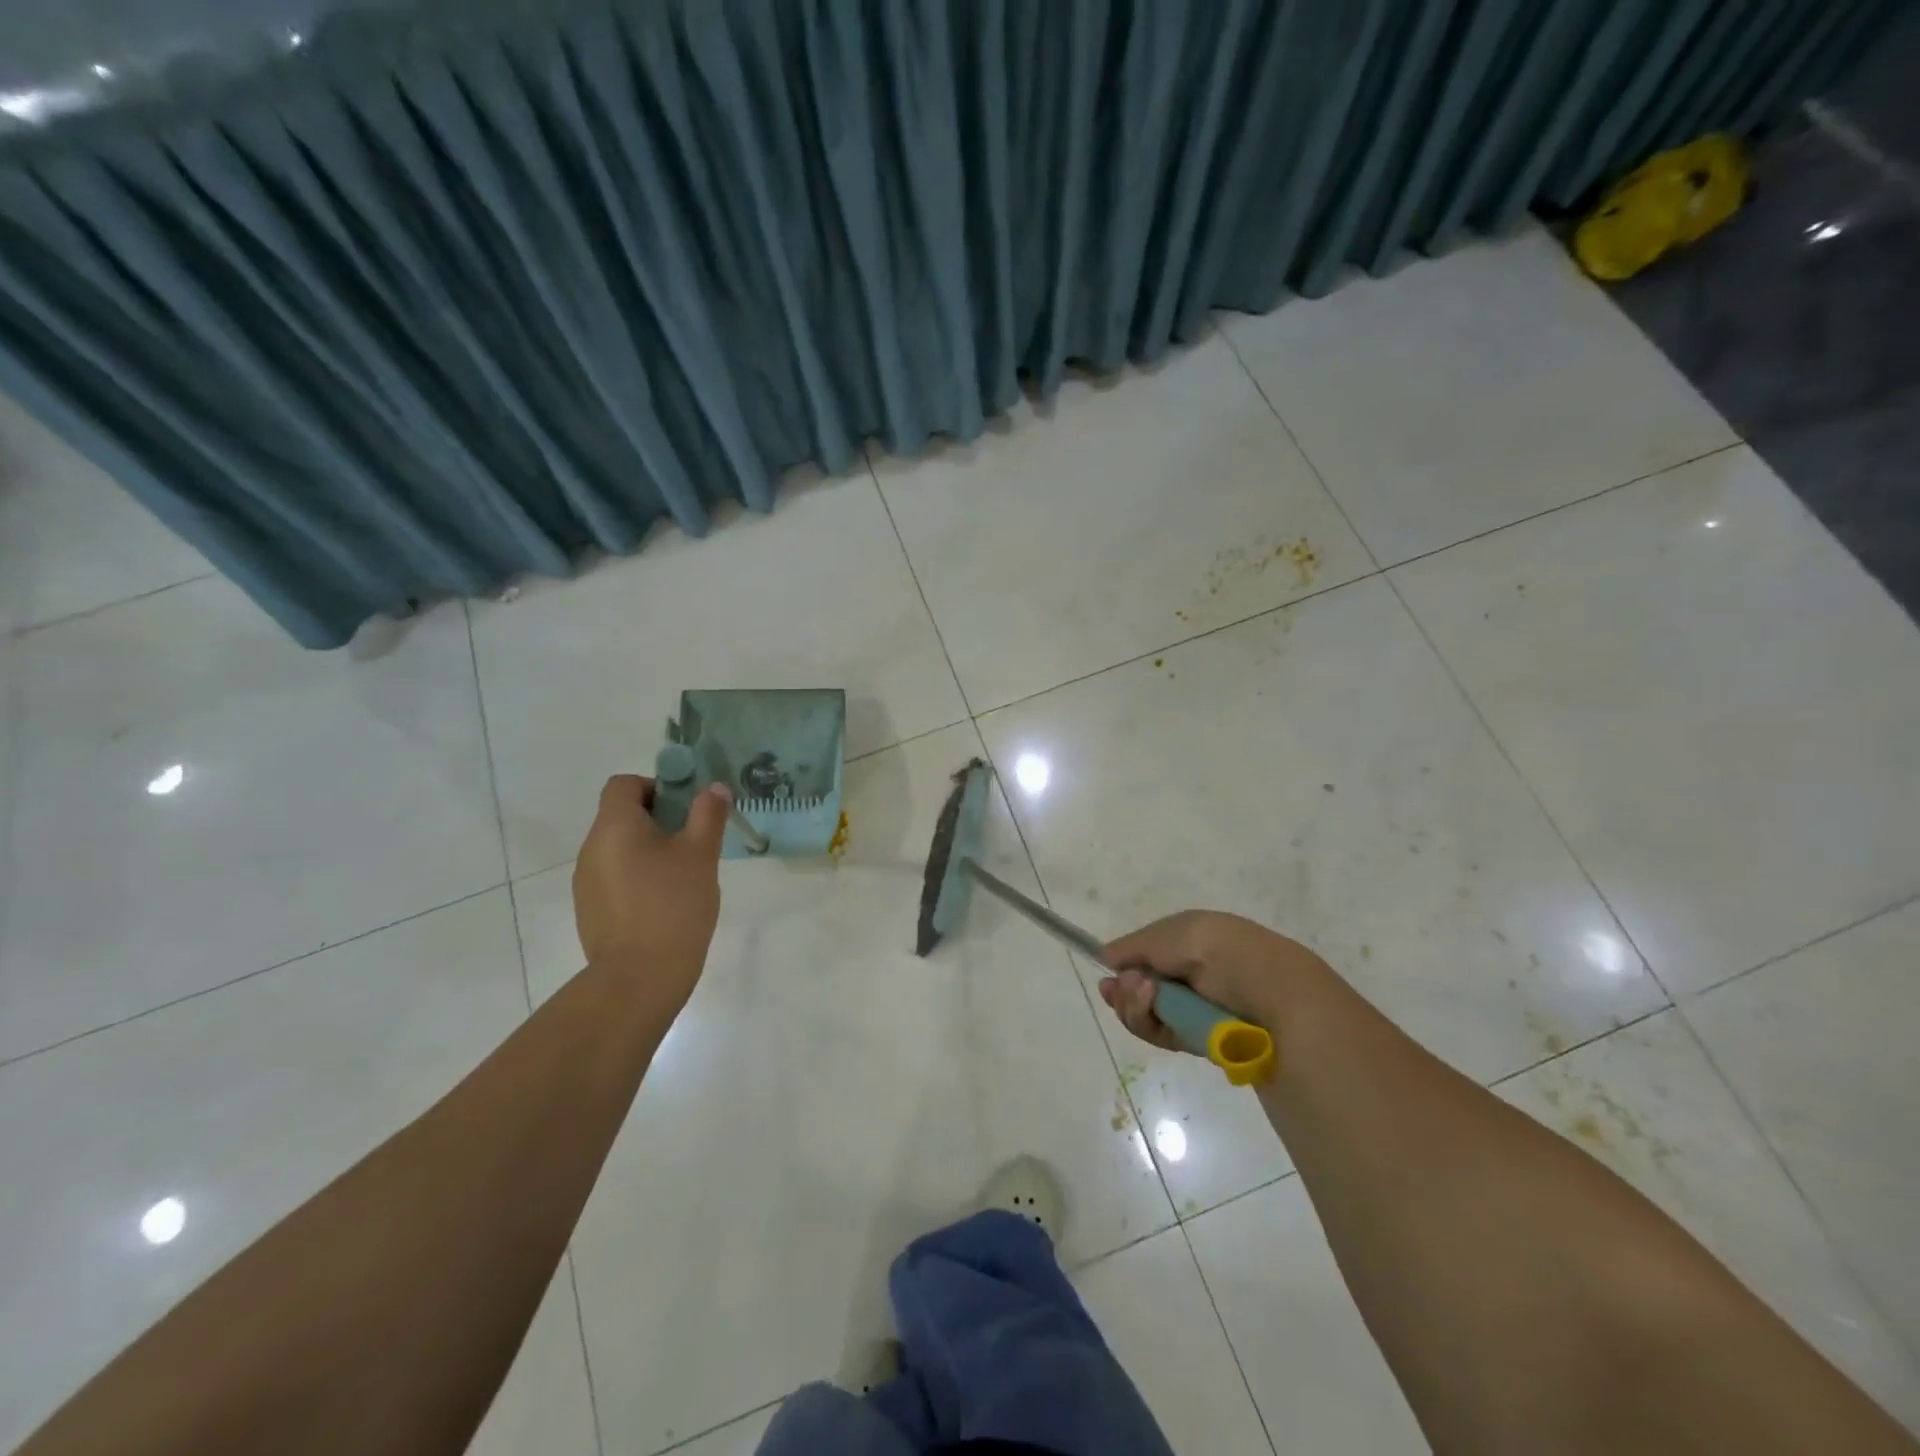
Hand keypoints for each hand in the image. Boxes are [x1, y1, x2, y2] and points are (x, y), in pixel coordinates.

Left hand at [572, 775, 729, 1014]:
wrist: (639, 979)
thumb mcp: (701, 854)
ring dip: (649, 851)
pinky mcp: (590, 911)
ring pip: (620, 849)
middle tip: (694, 843)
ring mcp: (586, 882)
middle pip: (622, 816)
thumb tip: (714, 788)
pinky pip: (616, 878)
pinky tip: (665, 904)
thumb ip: (708, 814)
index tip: (686, 809)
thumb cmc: (673, 905)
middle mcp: (591, 848)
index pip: (624, 784)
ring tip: (683, 877)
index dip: (656, 786)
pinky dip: (638, 878)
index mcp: (614, 826)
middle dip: (659, 821)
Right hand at [1099, 910, 1332, 1055]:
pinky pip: (1160, 1034)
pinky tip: (1151, 1008)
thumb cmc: (1221, 951)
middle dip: (1124, 989)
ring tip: (1144, 995)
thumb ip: (1134, 945)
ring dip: (1133, 1005)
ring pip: (1145, 1013)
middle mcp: (1191, 975)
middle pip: (1139, 987)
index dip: (1126, 965)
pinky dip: (1149, 1024)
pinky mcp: (1198, 1041)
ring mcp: (1193, 1009)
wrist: (1271, 996)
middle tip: (1121, 988)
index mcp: (1191, 942)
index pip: (1147, 955)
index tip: (1108, 971)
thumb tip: (1106, 957)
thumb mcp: (1172, 933)